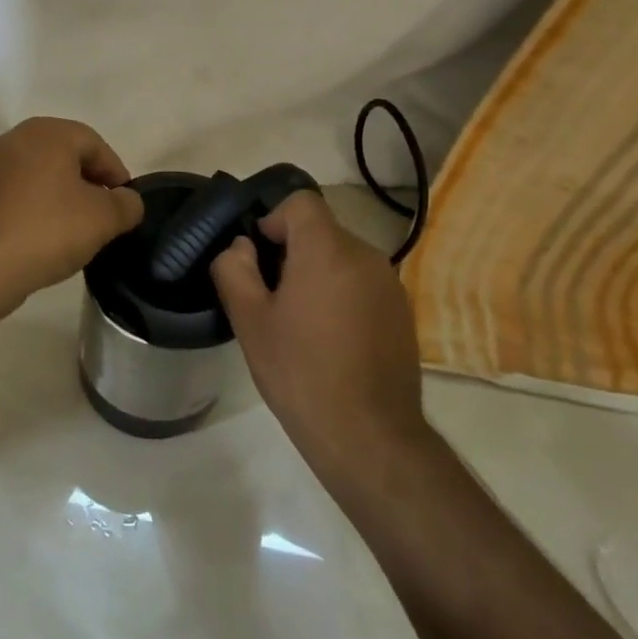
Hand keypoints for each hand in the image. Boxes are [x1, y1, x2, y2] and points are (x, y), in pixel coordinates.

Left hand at [0, 117, 144, 311]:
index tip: (126, 203)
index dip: (116, 173)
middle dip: (89, 181)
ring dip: (63, 193)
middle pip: (66, 154)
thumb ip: (127, 204)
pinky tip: (48, 232)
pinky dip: (38, 203)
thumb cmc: (49, 230)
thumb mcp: (104, 219)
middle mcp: (16, 137)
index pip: (94, 144)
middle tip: (106, 212)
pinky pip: (20, 189)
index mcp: (48, 132)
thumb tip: (127, 201)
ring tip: (78, 225)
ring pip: (41, 171)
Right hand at [210, 191, 427, 476]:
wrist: (369, 437)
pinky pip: (363, 284)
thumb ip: (234, 269)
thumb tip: (241, 246)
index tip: (259, 259)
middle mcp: (366, 256)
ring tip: (301, 323)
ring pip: (342, 258)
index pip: (301, 202)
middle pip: (321, 231)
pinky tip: (332, 341)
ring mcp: (390, 284)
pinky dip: (343, 295)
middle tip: (272, 298)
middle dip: (292, 252)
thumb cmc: (301, 373)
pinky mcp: (403, 312)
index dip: (273, 220)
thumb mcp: (250, 321)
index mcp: (328, 250)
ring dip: (318, 275)